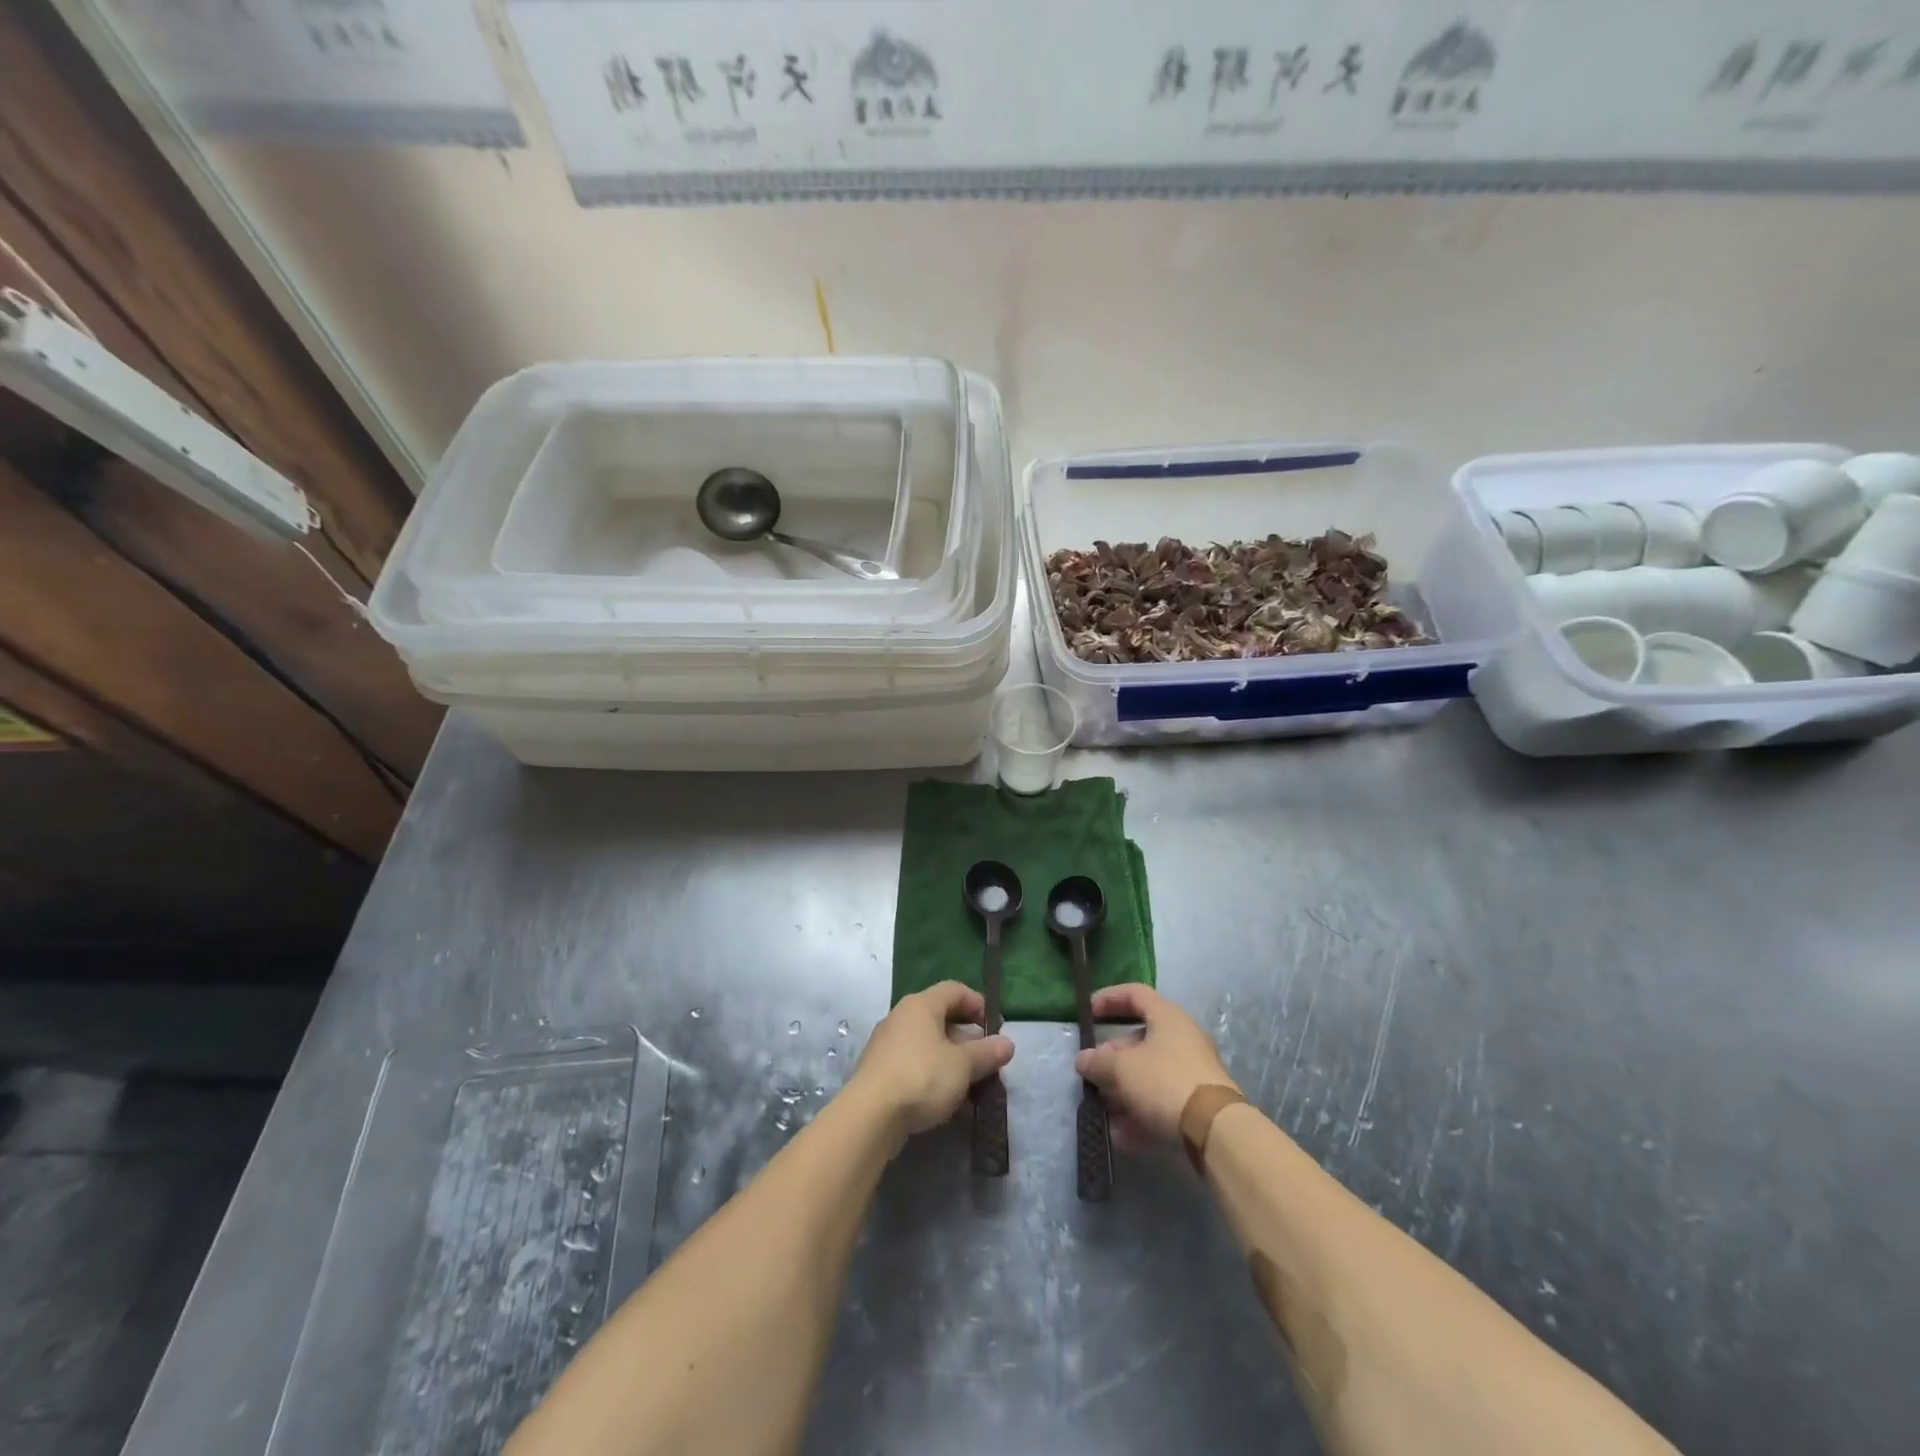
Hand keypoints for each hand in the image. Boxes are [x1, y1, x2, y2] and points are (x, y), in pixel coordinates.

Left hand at [853, 981, 1014, 1137]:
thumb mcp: (962, 1066)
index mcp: (921, 1005)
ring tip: (972, 1088)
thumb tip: (1007, 1044)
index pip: (955, 990)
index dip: (978, 1004)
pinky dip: (934, 1078)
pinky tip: (948, 1104)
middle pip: (941, 1018)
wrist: (870, 1116)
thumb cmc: (922, 1077)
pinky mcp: (879, 1072)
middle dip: (967, 1040)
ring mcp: (887, 1045)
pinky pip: (914, 1066)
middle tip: (986, 1062)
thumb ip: (986, 1053)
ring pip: (928, 1046)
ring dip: (952, 1063)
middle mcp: (901, 1017)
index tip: (995, 1028)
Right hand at [1075, 984, 1237, 1148]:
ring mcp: (1192, 1072)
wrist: (1215, 1130)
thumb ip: (1098, 1062)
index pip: (1135, 994)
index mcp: (1167, 1017)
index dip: (1109, 998)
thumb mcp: (1122, 1068)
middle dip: (1112, 1057)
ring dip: (1122, 1089)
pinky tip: (1121, 1135)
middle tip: (1092, 1072)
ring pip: (1149, 1073)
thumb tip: (1083, 1060)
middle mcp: (1182, 1038)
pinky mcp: (1196, 1103)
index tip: (1088, 1012)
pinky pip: (1161, 1100)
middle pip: (1139, 1039)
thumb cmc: (1164, 1081)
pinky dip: (1140, 1113)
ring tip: (1103, 1108)